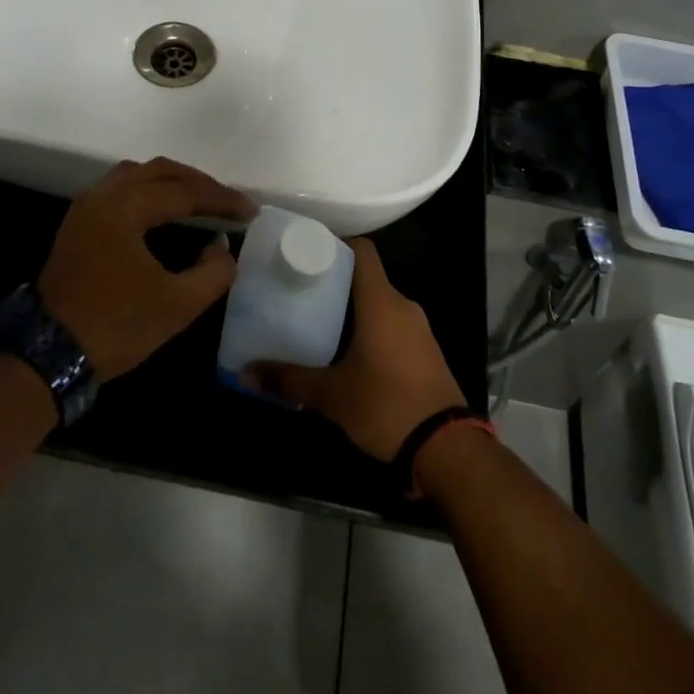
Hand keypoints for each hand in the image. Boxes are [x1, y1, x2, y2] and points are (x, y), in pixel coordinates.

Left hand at [37, 157, 256, 381]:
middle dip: (199, 183)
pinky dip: (149, 190)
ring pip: (137, 174)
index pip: (185, 192)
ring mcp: (87, 206)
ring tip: (200, 200)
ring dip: (172, 181)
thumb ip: (213, 272)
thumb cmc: (116, 327)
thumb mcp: (177, 305)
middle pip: (161, 171)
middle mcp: (104, 195)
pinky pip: (120, 187)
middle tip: (229, 202)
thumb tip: (221, 246)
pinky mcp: (79, 222)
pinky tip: (164, 210)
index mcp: (126, 208)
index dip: (222, 199)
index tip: (251, 212)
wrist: (49, 353)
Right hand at [244, 239, 465, 461]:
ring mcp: (419, 328)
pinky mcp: (426, 351)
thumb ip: (288, 379)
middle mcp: (403, 305)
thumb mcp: (331, 395)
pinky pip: (393, 324)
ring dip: (353, 308)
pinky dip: (370, 327)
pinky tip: (348, 350)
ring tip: (318, 320)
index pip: (362, 250)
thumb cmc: (386, 406)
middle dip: (335, 281)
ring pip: (380, 303)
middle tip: (301, 291)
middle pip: (367, 277)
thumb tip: (245, 373)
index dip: (335, 245)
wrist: (448, 449)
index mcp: (381, 301)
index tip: (307, 254)